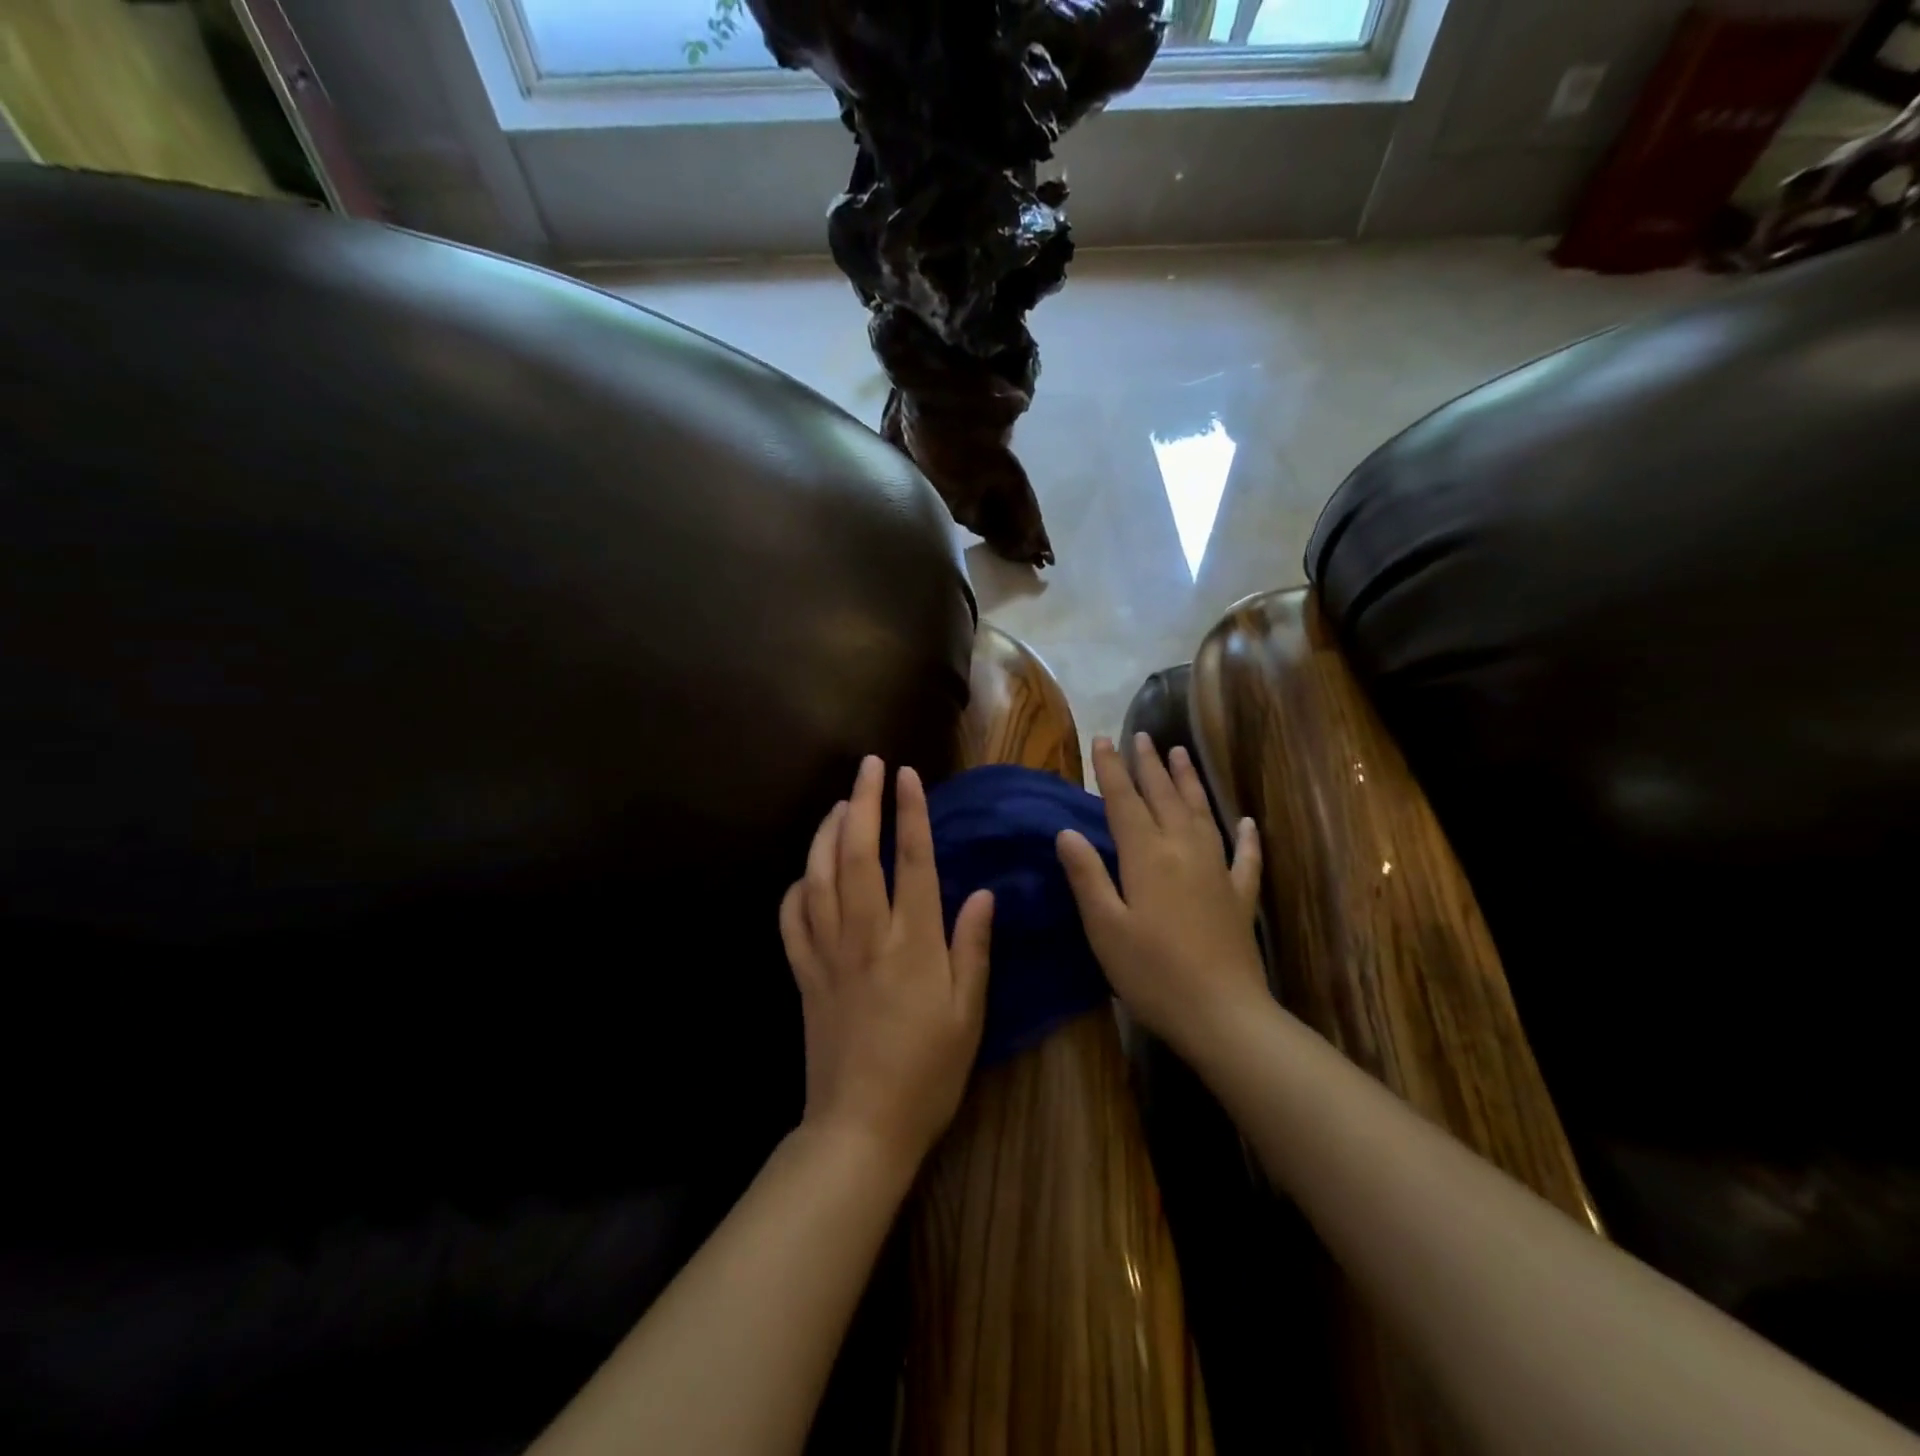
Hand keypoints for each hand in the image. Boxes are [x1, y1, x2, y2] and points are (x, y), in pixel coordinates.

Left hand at [779, 756, 993, 1169]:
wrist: (861, 1128)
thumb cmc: (927, 1073)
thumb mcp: (968, 1015)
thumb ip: (972, 949)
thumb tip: (979, 893)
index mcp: (912, 944)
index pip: (910, 862)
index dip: (909, 813)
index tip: (906, 775)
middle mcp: (866, 936)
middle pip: (858, 856)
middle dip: (864, 803)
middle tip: (868, 766)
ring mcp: (828, 954)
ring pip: (819, 878)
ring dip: (827, 834)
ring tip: (840, 804)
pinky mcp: (805, 976)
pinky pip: (792, 921)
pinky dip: (796, 889)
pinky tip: (805, 874)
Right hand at [1056, 734, 1265, 1058]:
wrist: (1222, 1014)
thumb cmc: (1152, 973)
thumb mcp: (1104, 927)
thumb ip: (1087, 875)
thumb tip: (1066, 832)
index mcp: (1147, 856)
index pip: (1124, 801)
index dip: (1112, 769)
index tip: (1103, 739)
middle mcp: (1183, 851)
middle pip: (1164, 797)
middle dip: (1150, 765)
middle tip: (1143, 736)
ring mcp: (1217, 871)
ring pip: (1202, 814)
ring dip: (1189, 782)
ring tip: (1182, 754)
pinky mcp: (1240, 897)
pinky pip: (1245, 857)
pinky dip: (1247, 837)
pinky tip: (1247, 821)